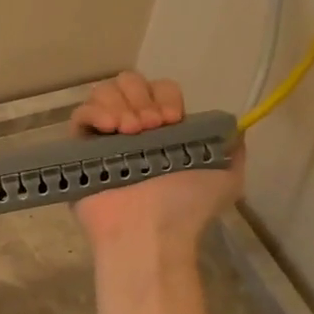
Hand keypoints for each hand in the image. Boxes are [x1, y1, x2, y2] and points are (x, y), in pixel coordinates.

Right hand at [71, 72, 244, 254]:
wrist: (150, 231)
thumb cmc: (185, 206)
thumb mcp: (227, 178)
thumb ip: (231, 147)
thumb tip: (234, 125)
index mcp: (164, 131)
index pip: (159, 89)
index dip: (165, 96)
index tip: (171, 120)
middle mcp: (133, 129)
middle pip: (129, 82)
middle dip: (141, 97)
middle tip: (150, 128)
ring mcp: (104, 138)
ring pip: (103, 92)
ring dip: (120, 104)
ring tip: (129, 132)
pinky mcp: (79, 149)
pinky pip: (79, 116)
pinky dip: (94, 112)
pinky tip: (110, 129)